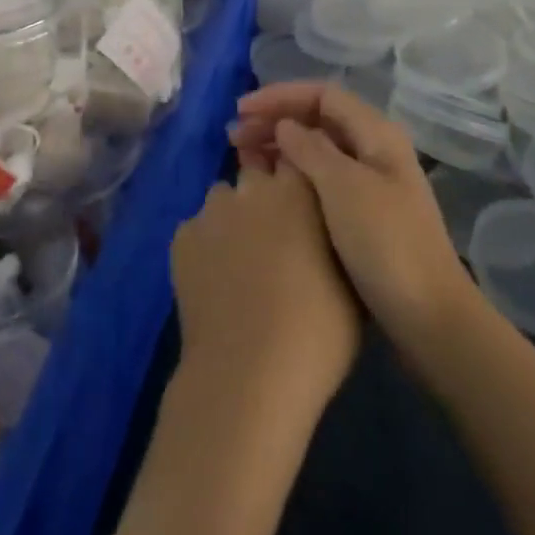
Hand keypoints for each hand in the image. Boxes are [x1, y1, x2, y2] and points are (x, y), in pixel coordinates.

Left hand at [170, 159, 360, 421]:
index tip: (304, 203)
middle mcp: (252, 188)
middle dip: (266, 198)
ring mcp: (212, 210)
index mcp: (298, 191)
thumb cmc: (317, 334)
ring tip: (242, 263)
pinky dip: (207, 247)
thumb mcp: (352, 285)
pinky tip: (215, 282)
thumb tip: (333, 229)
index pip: (298, 160)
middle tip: (276, 239)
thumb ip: (337, 239)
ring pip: (224, 201)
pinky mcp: (181, 236)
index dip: (299, 180)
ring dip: (234, 220)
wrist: (248, 374)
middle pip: (257, 177)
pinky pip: (197, 230)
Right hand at [230, 83, 472, 349]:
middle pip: (318, 119)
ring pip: (318, 149)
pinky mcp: (364, 214)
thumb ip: (310, 149)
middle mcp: (375, 150)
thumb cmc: (386, 244)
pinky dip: (293, 173)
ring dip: (280, 146)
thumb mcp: (343, 188)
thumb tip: (285, 125)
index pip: (321, 95)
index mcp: (376, 133)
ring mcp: (371, 183)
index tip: (242, 110)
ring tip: (243, 157)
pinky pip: (321, 177)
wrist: (432, 321)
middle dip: (275, 120)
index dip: (279, 97)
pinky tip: (270, 186)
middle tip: (234, 136)